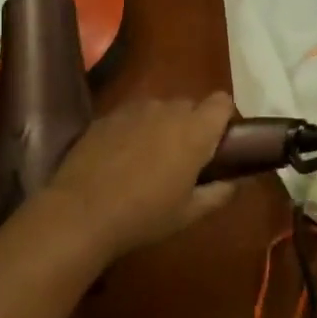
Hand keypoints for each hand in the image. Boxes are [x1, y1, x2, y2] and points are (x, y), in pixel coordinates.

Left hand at [35, 93, 236, 257]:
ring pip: (158, 109)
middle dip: (192, 125)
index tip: (219, 143)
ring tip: (149, 158)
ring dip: (162, 126)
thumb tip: (234, 183)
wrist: (82, 212)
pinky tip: (121, 159)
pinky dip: (134, 130)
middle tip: (185, 158)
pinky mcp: (106, 116)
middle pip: (190, 105)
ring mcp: (133, 110)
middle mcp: (166, 110)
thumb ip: (219, 193)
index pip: (222, 102)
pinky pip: (131, 116)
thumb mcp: (189, 213)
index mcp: (194, 130)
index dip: (224, 118)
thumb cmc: (144, 215)